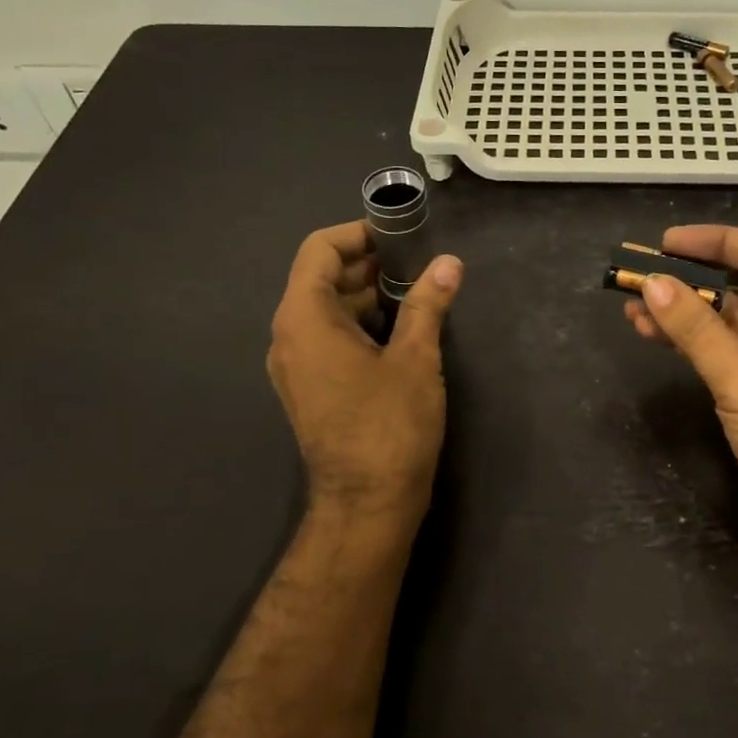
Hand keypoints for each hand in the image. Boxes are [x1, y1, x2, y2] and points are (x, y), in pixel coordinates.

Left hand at [267, 221, 462, 519]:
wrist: (367, 504)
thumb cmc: (390, 425)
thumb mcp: (415, 359)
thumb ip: (427, 304)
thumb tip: (449, 264)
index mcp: (304, 318)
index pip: (320, 251)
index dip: (357, 233)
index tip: (399, 234)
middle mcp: (288, 336)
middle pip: (320, 279)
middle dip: (367, 265)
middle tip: (417, 263)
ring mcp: (295, 366)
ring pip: (325, 311)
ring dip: (365, 296)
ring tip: (415, 294)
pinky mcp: (308, 390)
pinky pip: (327, 340)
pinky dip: (358, 325)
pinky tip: (399, 332)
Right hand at [624, 226, 737, 577]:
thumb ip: (696, 329)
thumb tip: (652, 283)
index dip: (718, 242)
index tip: (669, 242)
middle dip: (695, 278)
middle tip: (645, 270)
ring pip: (731, 319)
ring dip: (686, 311)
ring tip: (634, 302)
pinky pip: (725, 350)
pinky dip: (691, 341)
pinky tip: (651, 331)